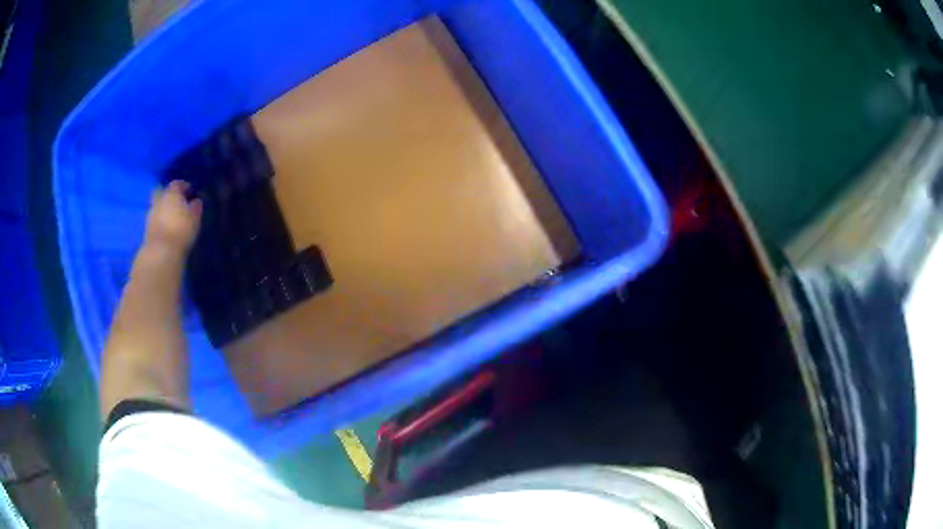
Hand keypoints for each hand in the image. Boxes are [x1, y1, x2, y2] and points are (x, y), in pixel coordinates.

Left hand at [144, 180, 202, 254]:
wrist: (161, 252)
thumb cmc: (181, 230)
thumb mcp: (195, 218)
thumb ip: (196, 207)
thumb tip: (196, 201)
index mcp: (171, 193)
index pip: (177, 184)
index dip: (184, 186)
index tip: (190, 192)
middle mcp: (159, 200)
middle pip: (163, 192)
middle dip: (169, 196)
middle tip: (177, 203)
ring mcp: (151, 214)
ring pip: (158, 206)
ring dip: (164, 209)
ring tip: (172, 217)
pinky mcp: (146, 228)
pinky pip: (155, 219)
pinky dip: (160, 220)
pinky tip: (166, 227)